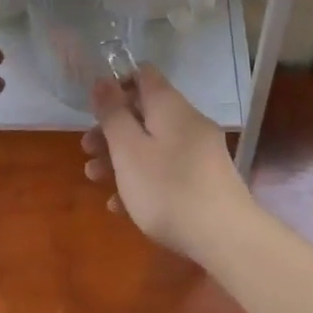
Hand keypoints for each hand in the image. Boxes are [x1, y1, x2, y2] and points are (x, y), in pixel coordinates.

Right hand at [81, 66, 252, 261]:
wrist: (225, 237)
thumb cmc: (167, 188)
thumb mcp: (128, 150)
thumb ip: (113, 114)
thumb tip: (103, 80)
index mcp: (170, 107)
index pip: (144, 75)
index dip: (117, 84)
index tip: (95, 108)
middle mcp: (188, 123)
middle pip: (144, 114)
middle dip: (112, 130)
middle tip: (87, 151)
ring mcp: (199, 154)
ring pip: (152, 145)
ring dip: (121, 159)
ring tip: (95, 180)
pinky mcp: (203, 182)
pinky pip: (166, 172)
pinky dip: (142, 182)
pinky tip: (121, 207)